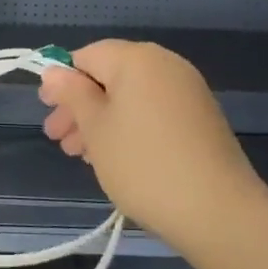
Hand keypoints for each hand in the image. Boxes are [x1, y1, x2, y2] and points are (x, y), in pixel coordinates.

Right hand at [38, 41, 267, 248]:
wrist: (219, 212)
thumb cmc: (144, 164)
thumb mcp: (96, 128)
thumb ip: (72, 94)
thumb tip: (54, 71)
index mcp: (136, 58)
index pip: (86, 56)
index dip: (62, 82)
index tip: (48, 113)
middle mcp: (164, 64)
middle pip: (110, 76)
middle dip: (81, 106)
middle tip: (61, 140)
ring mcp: (187, 91)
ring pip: (131, 97)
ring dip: (102, 121)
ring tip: (83, 156)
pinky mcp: (201, 118)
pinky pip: (153, 112)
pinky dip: (130, 127)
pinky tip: (116, 158)